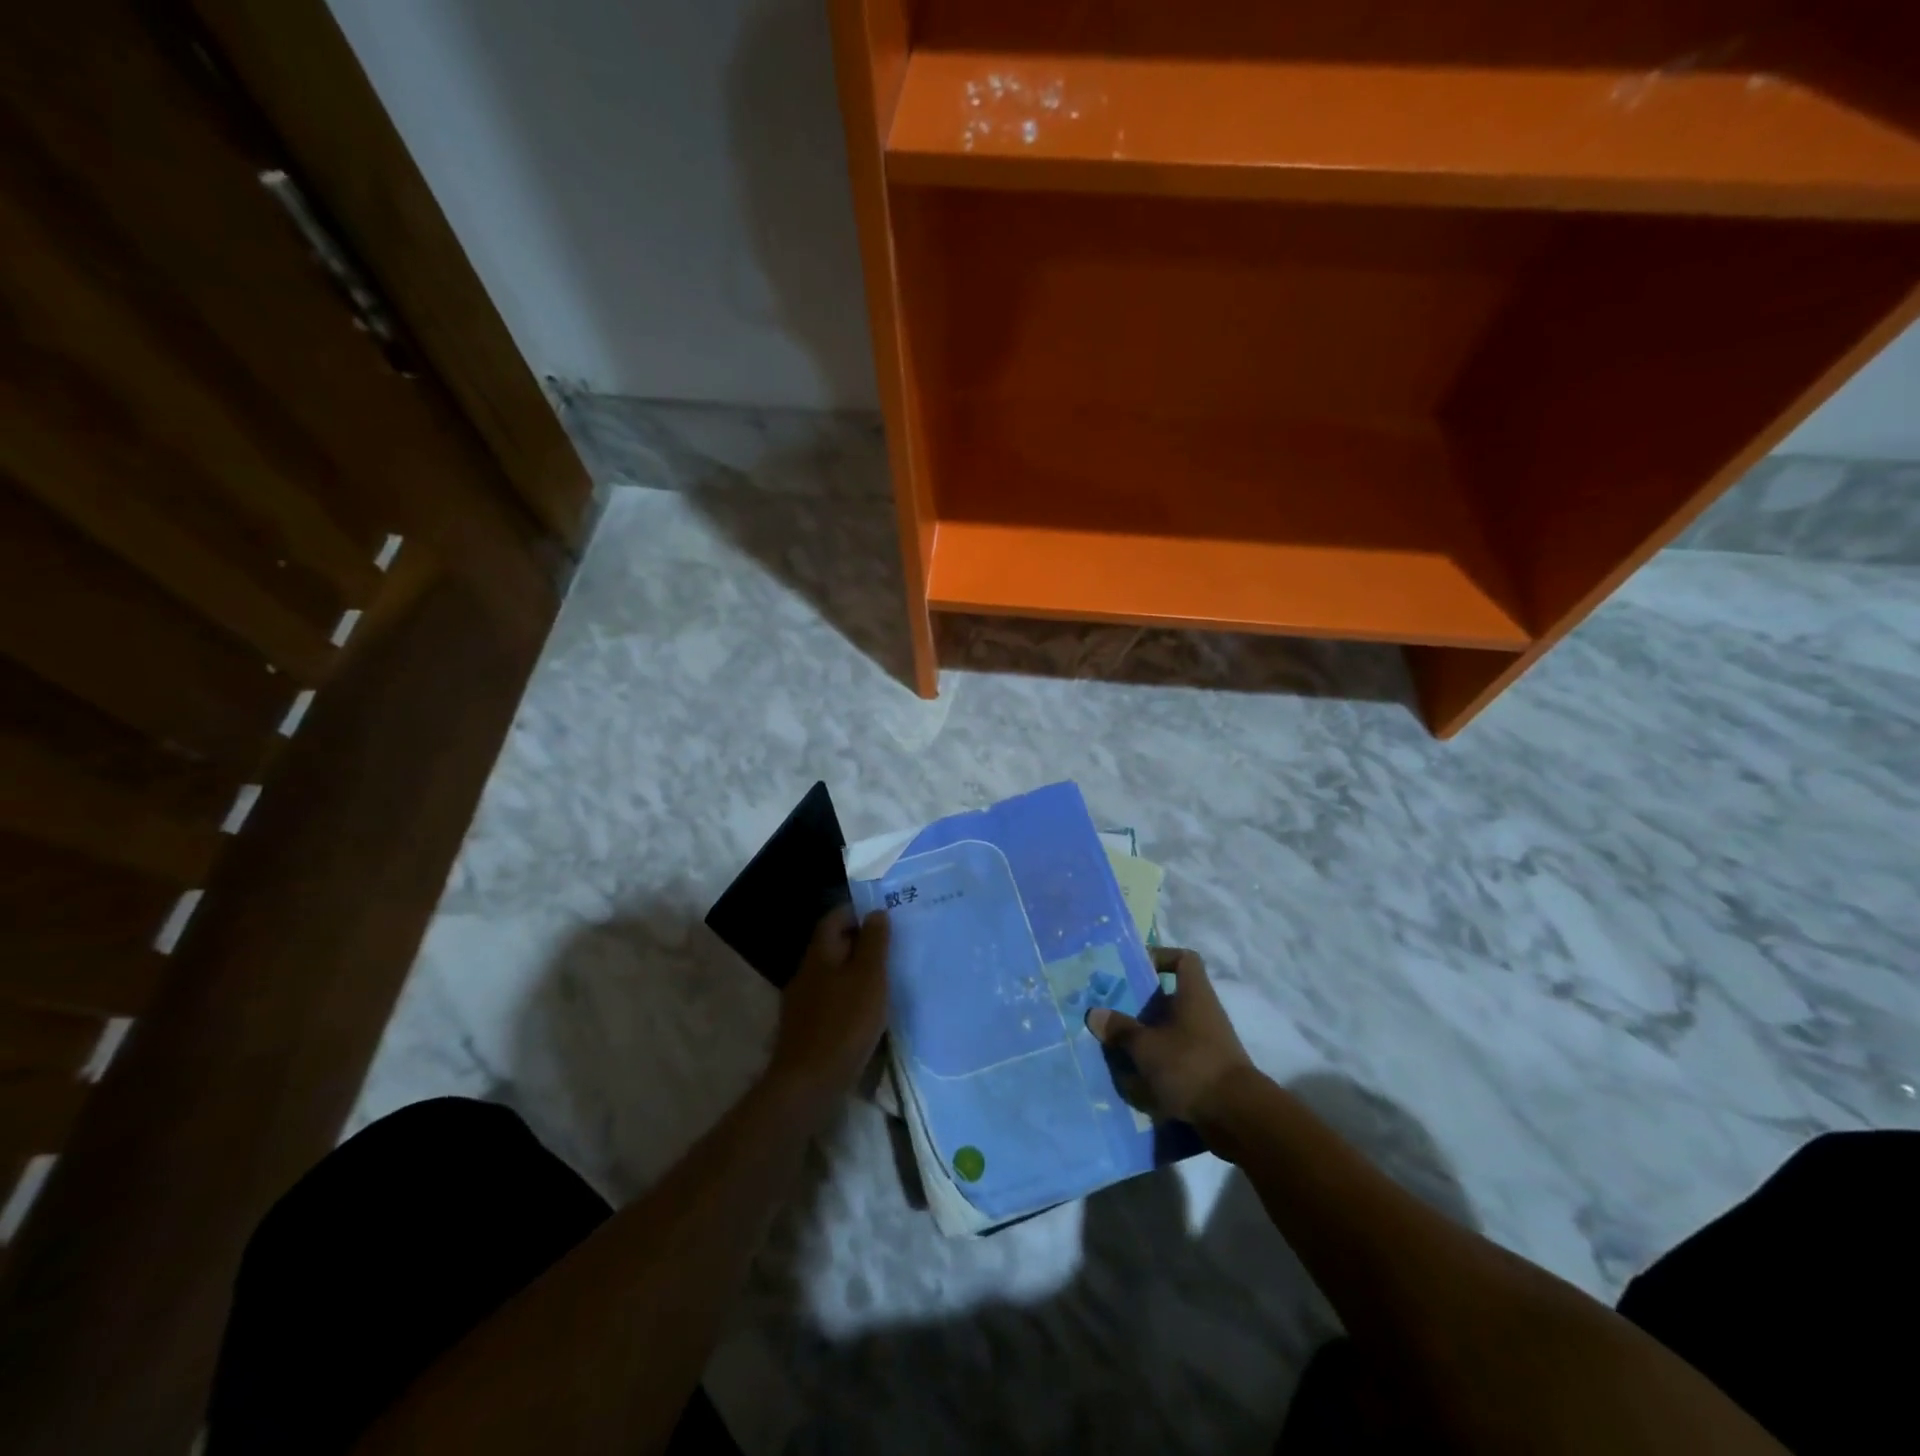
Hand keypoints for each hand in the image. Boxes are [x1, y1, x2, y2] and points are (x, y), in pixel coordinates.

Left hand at [767, 906, 889, 1116]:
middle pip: (832, 945)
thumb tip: (876, 912)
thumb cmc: (844, 1023)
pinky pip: (831, 1000)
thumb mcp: (868, 978)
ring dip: (856, 972)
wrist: (808, 1083)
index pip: (834, 918)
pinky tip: (868, 1012)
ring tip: (886, 979)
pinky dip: (850, 997)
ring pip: (832, 974)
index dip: (858, 912)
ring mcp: (803, 1002)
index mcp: (820, 954)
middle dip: (860, 942)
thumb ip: (874, 943)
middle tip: (893, 948)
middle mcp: (806, 972)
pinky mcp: (806, 1028)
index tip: (886, 918)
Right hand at [1086, 946, 1252, 1124]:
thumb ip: (1120, 1029)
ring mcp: (1208, 1043)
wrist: (1237, 1117)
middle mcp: (1203, 1013)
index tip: (1135, 969)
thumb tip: (1094, 1013)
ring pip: (1171, 1029)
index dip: (1161, 957)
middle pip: (1171, 997)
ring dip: (1146, 1036)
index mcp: (1194, 994)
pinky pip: (1177, 1056)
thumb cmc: (1190, 1066)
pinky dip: (1157, 1062)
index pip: (1184, 959)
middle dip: (1141, 1004)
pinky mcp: (1208, 1070)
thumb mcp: (1146, 1046)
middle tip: (1112, 1010)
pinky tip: (1134, 1074)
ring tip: (1116, 1044)